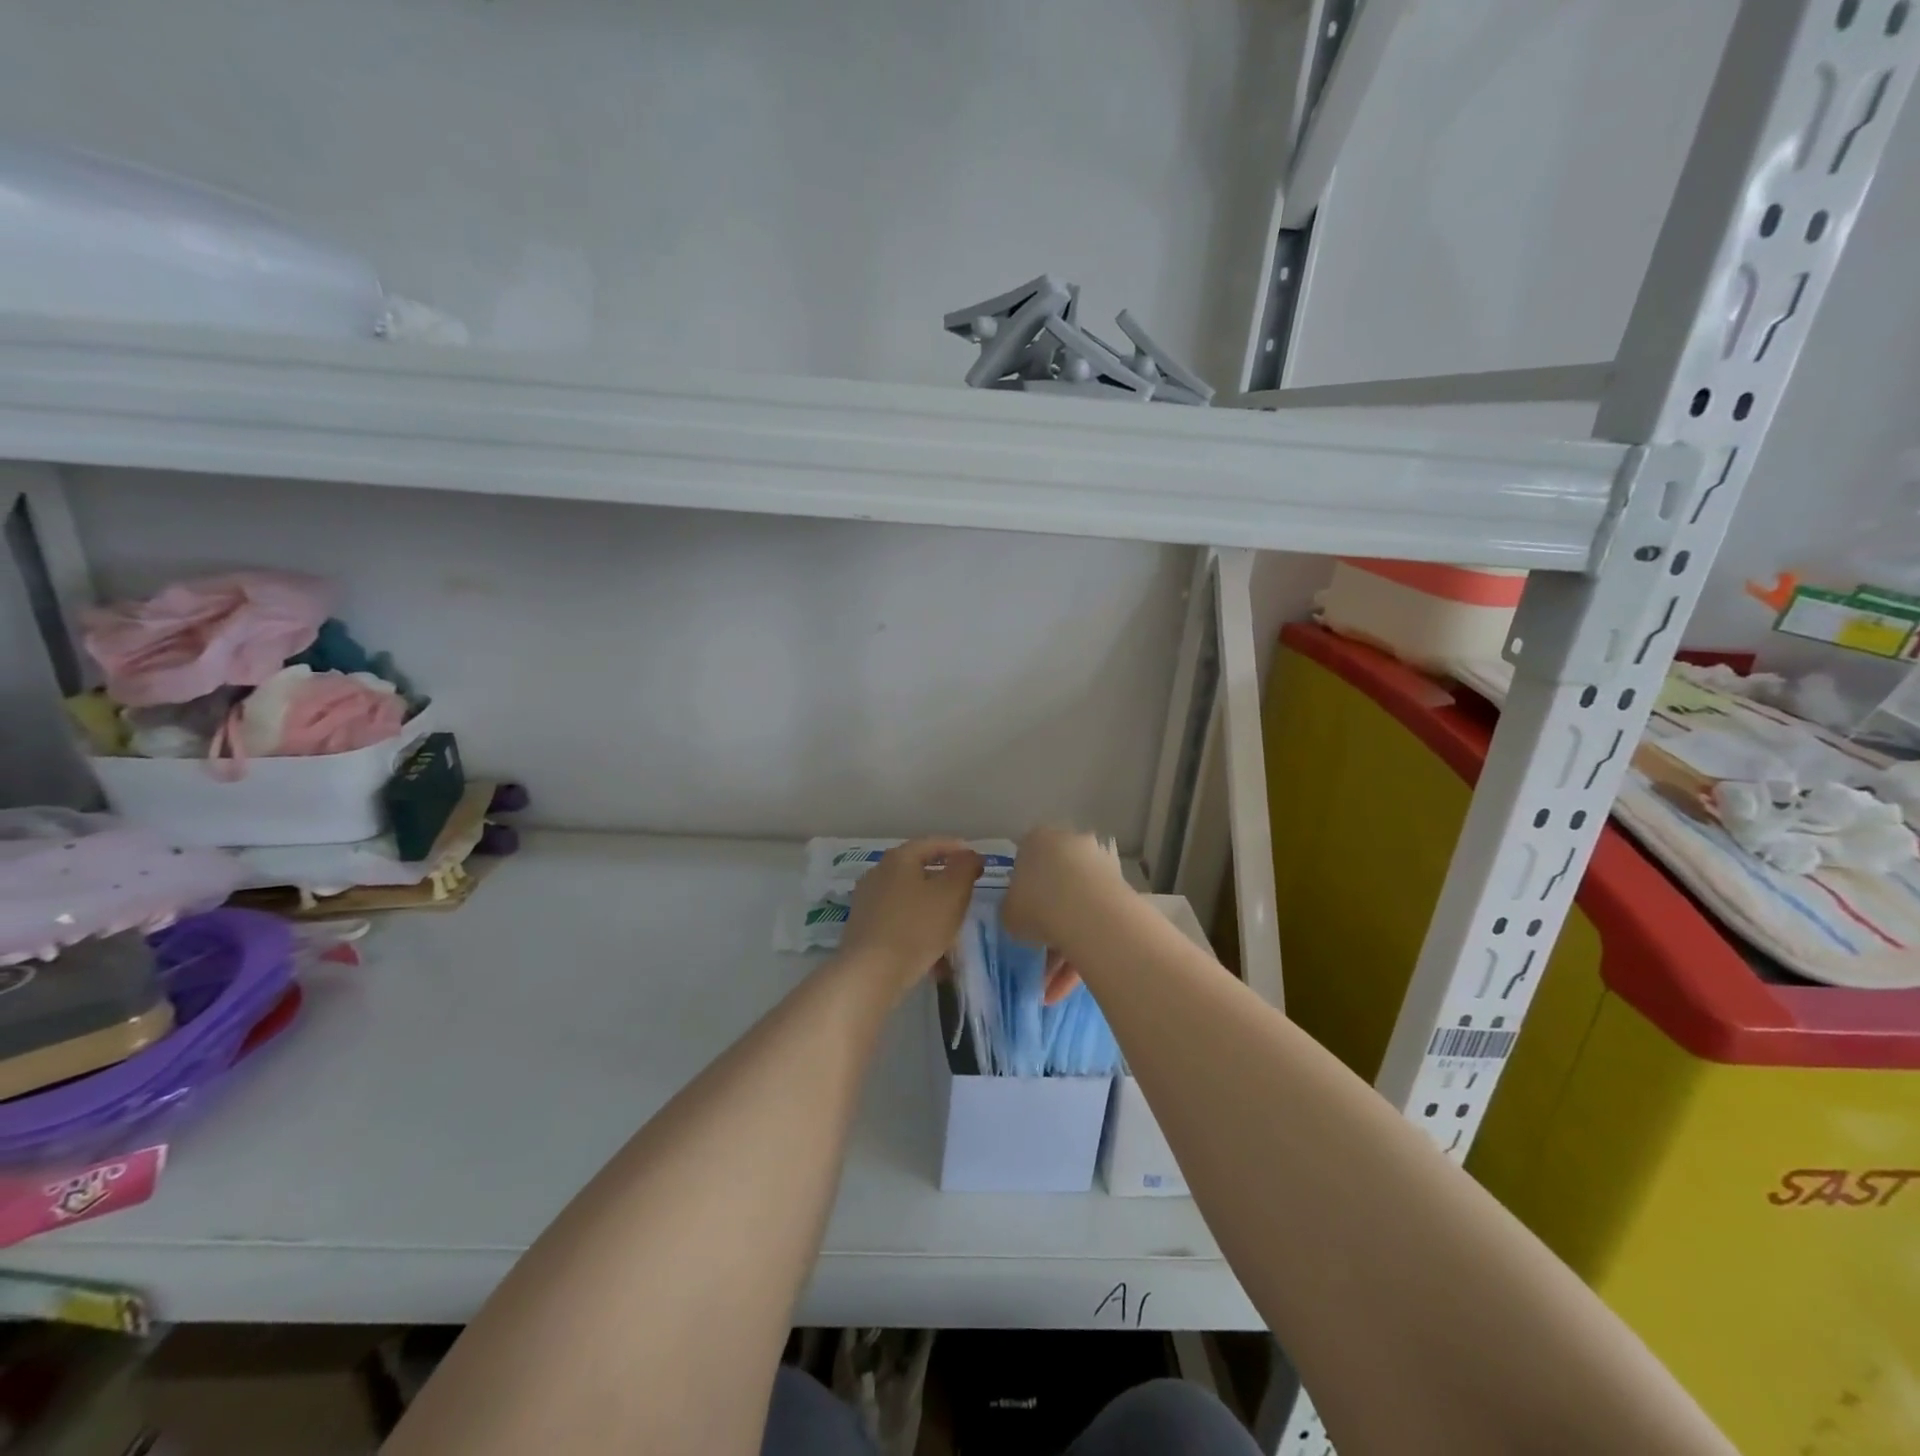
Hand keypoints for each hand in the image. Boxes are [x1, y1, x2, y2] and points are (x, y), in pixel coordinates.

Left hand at [838, 838, 983, 997]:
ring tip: (953, 929)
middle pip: (918, 871)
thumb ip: (965, 868)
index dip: (958, 850)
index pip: (932, 843)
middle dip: (945, 883)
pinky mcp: (863, 928)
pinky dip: (918, 930)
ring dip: (932, 910)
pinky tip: (933, 955)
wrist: (871, 973)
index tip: (977, 862)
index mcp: (899, 858)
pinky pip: (899, 921)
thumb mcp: (952, 893)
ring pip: (910, 899)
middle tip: (966, 895)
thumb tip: (969, 855)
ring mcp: (867, 901)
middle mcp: (878, 873)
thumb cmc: (917, 926)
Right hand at [1002, 828, 1130, 1002]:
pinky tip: (1065, 990)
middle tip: (1037, 956)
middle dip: (1047, 924)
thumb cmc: (1035, 903)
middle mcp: (1072, 846)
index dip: (1021, 892)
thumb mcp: (1007, 912)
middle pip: (1056, 886)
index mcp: (1039, 840)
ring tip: (1050, 989)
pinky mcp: (1122, 894)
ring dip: (1064, 949)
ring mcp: (1101, 869)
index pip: (1026, 862)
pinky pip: (1096, 926)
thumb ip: (1012, 910)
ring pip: (1077, 911)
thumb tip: (1020, 916)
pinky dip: (1082, 955)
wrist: (1087, 913)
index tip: (1020, 918)